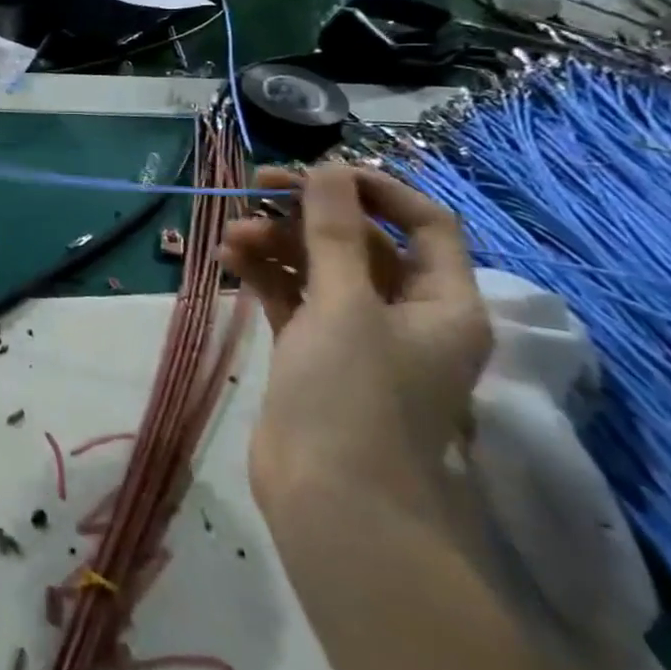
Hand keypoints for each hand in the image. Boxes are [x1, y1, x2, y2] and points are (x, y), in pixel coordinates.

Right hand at [228, 165, 490, 518]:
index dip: (375, 190)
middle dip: (308, 212)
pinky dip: (264, 274)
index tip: (320, 172)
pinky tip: (228, 257)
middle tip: (256, 186)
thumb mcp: (345, 303)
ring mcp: (356, 335)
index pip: (423, 224)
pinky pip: (291, 296)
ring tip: (232, 232)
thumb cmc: (355, 395)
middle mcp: (405, 314)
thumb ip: (333, 230)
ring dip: (277, 242)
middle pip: (360, 241)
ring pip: (318, 267)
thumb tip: (328, 167)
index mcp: (442, 303)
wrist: (331, 502)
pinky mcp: (313, 352)